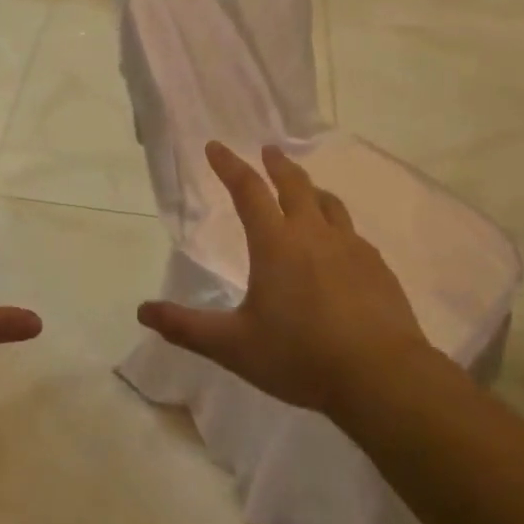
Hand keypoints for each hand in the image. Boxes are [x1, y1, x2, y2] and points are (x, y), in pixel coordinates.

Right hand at [138, 142, 431, 415]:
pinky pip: (353, 234)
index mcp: (275, 244)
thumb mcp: (234, 346)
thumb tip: (142, 311)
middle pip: (295, 185)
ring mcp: (351, 248)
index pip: (248, 191)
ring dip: (312, 190)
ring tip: (306, 189)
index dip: (229, 166)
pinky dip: (337, 226)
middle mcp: (313, 235)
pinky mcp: (378, 268)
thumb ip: (187, 327)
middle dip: (277, 165)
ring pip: (329, 205)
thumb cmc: (300, 355)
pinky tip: (339, 245)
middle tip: (268, 150)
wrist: (382, 376)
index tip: (216, 146)